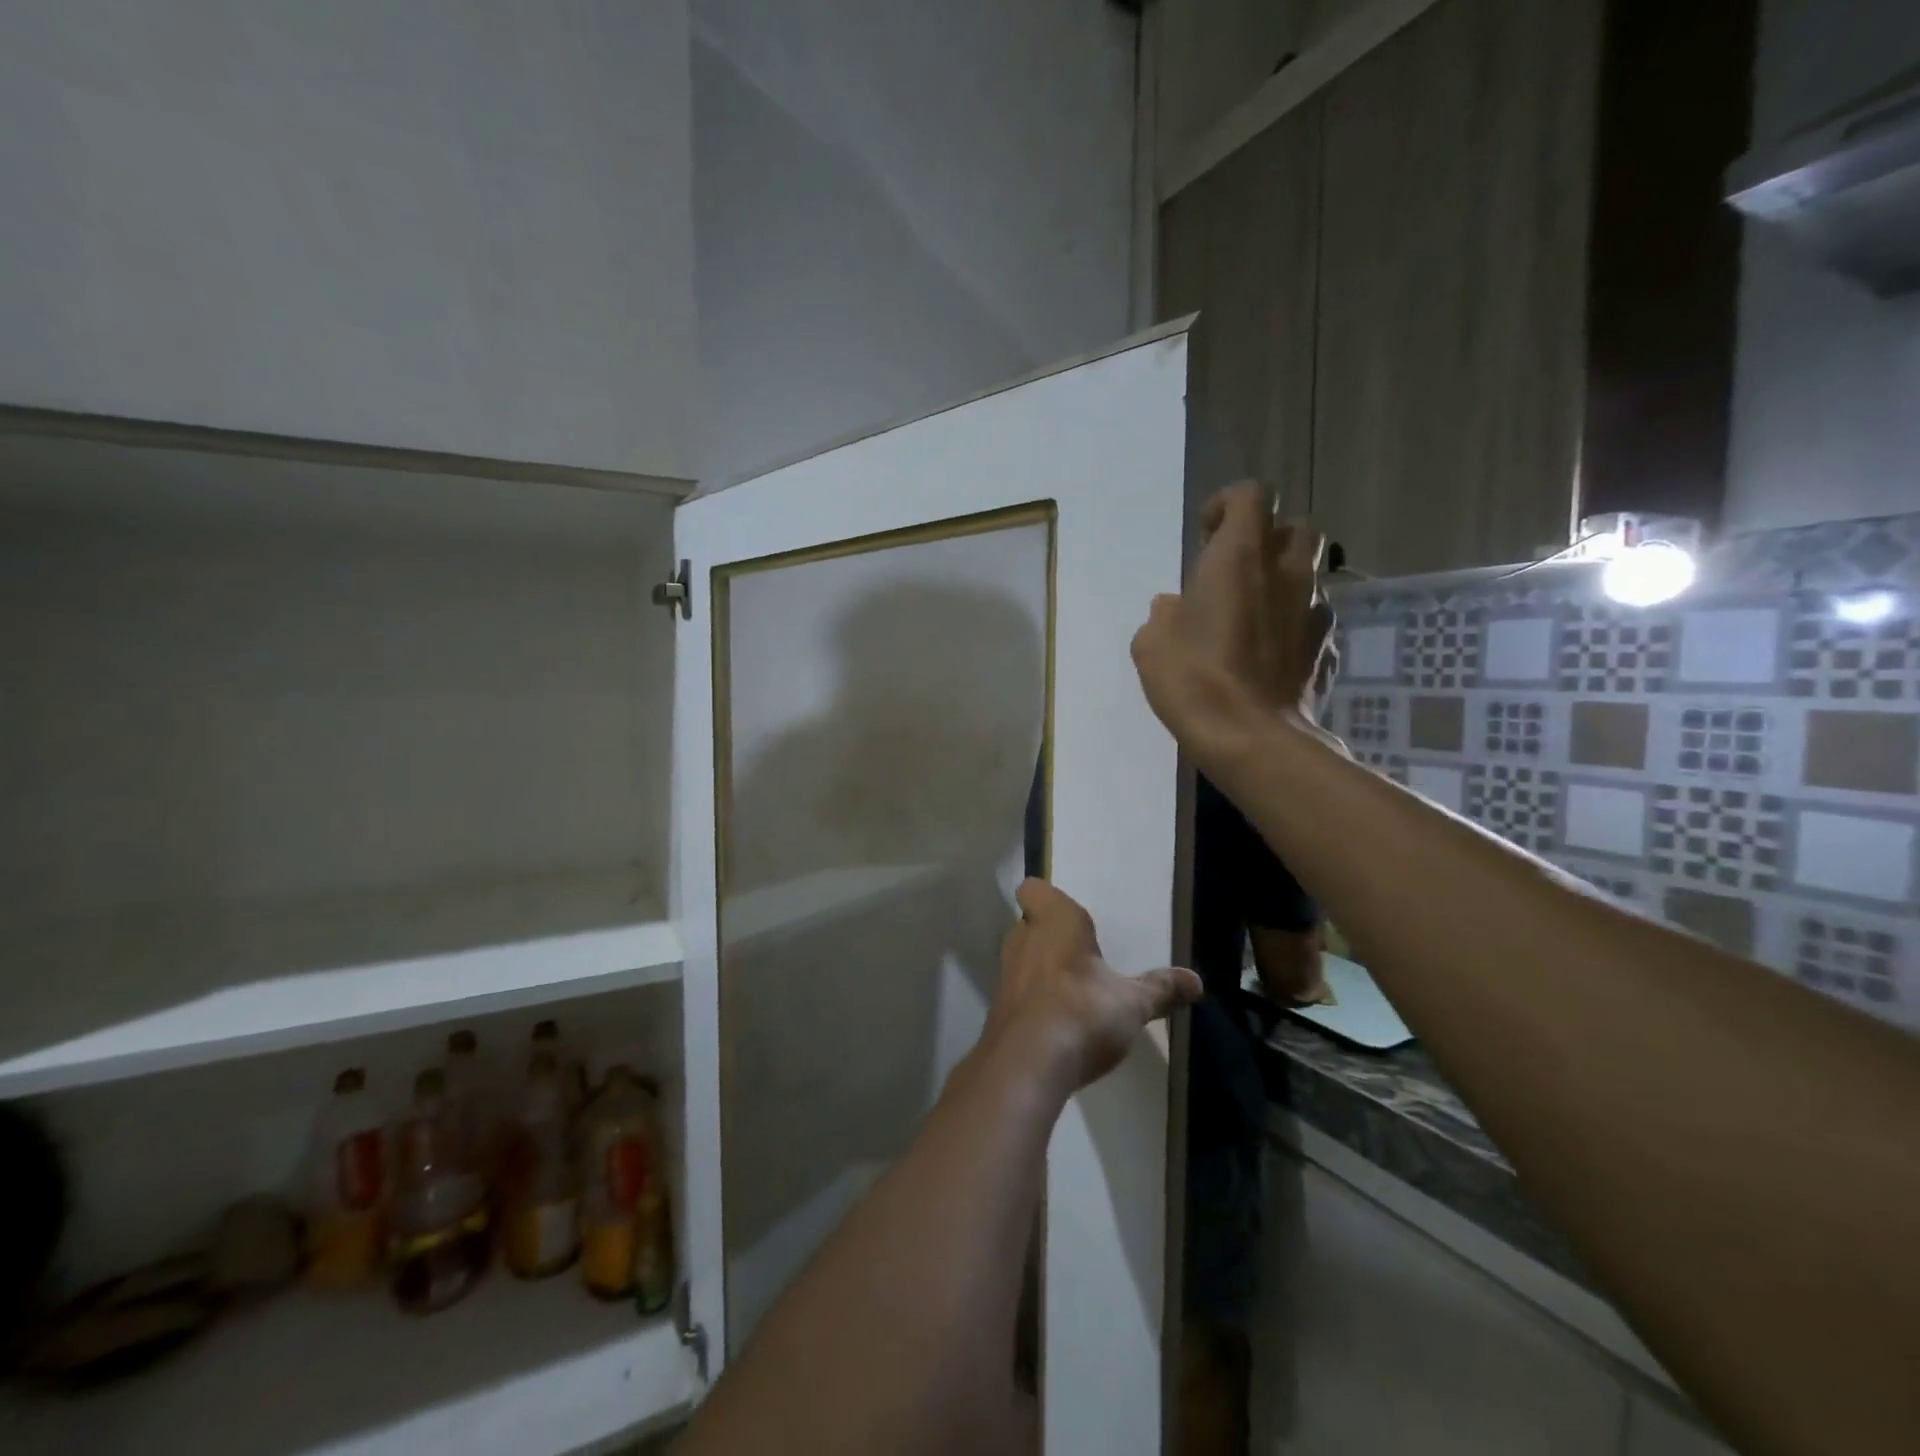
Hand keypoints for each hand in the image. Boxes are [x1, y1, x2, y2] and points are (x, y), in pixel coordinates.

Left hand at [986, 880, 1200, 1095]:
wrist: (1027, 1064)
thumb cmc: (1083, 1011)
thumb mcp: (1133, 1002)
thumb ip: (1161, 989)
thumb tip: (1196, 981)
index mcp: (1054, 920)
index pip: (1033, 889)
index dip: (1048, 898)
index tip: (1072, 916)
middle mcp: (1023, 939)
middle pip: (1030, 925)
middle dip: (1053, 937)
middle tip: (1084, 956)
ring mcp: (1007, 975)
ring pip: (1024, 959)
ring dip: (1044, 971)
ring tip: (1077, 991)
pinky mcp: (999, 1010)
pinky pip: (1020, 995)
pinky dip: (1036, 1003)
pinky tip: (1062, 1023)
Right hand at [1130, 483, 1333, 769]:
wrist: (1251, 737)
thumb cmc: (1193, 679)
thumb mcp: (1151, 643)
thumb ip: (1165, 614)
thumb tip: (1175, 607)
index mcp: (1240, 556)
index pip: (1251, 494)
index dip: (1228, 504)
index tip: (1207, 534)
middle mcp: (1286, 572)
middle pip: (1296, 528)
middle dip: (1270, 539)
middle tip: (1238, 571)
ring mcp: (1314, 610)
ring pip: (1311, 575)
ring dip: (1284, 584)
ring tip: (1255, 617)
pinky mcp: (1328, 649)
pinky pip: (1315, 621)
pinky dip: (1295, 626)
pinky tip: (1271, 655)